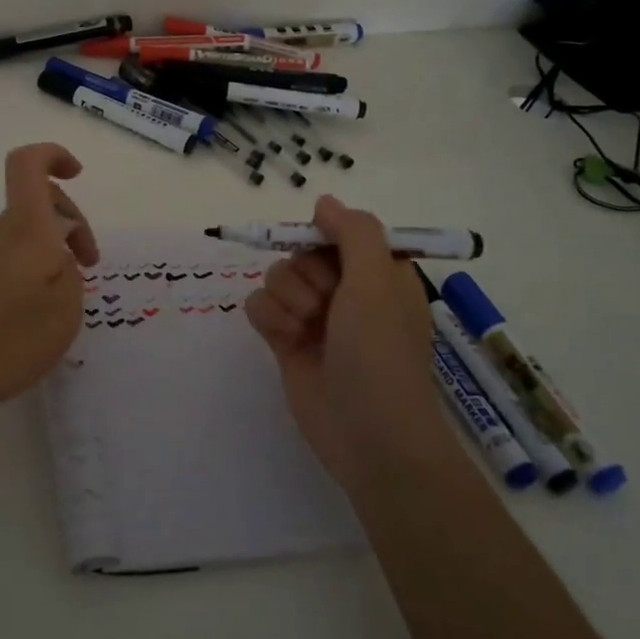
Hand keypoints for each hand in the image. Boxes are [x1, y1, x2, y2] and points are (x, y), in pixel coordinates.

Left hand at [0, 143, 98, 420]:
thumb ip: (72, 277)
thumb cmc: (3, 339)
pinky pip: (11, 260)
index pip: (29, 164)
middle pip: (36, 202)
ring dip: (53, 254)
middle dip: (72, 223)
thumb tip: (60, 263)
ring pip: (26, 235)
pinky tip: (35, 316)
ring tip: (64, 302)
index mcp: (25, 228)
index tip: (78, 174)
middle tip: (89, 265)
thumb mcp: (63, 312)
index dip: (54, 155)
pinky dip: (32, 275)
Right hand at [244, 195, 452, 484]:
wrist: (369, 436)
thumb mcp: (377, 282)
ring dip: (286, 298)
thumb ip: (353, 233)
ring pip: (276, 276)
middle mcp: (345, 290)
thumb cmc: (381, 353)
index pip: (339, 231)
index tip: (322, 249)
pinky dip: (268, 318)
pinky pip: (258, 305)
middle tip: (325, 304)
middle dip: (305, 274)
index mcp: (377, 273)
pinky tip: (285, 340)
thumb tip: (324, 202)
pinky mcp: (286, 342)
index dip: (324, 236)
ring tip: (306, 328)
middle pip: (300, 252)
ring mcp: (314, 317)